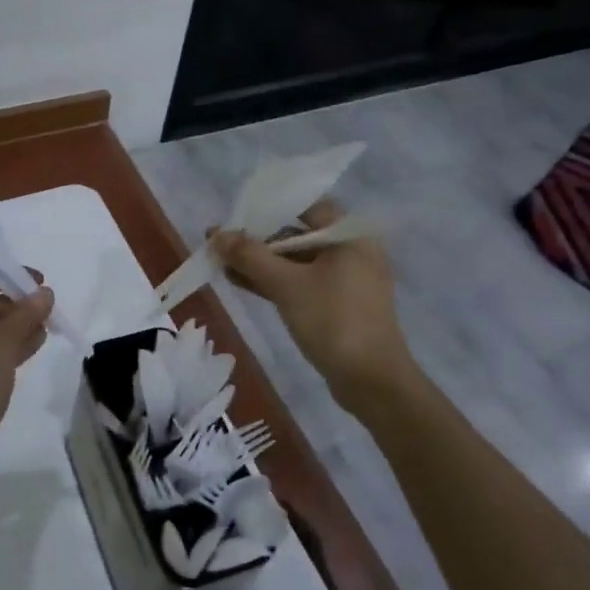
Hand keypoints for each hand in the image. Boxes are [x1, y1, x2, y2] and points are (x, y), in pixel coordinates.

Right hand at [210, 201, 417, 403]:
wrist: (372, 382)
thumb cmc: (333, 321)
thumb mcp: (286, 284)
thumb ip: (250, 256)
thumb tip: (216, 234)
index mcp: (350, 236)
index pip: (306, 207)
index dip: (268, 209)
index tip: (236, 216)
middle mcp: (352, 251)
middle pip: (298, 235)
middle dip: (258, 240)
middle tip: (221, 243)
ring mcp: (346, 280)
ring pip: (296, 262)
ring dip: (261, 263)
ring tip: (221, 263)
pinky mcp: (338, 305)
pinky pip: (301, 283)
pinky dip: (274, 282)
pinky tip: (240, 282)